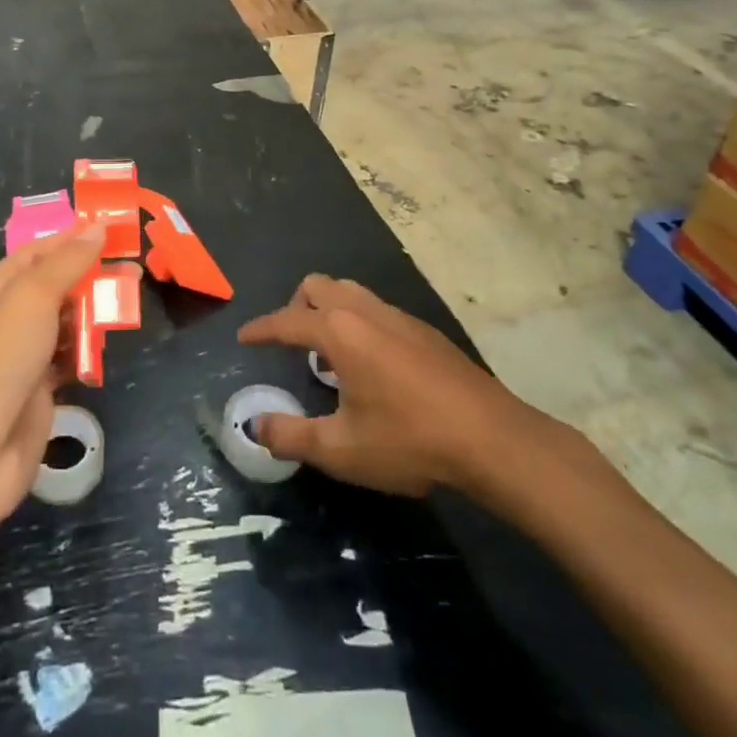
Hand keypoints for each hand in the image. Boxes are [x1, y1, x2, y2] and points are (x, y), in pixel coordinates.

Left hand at [0, 225, 104, 534]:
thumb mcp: (31, 299)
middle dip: (91, 278)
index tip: (115, 229)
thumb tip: (96, 227)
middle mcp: (6, 319)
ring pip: (65, 325)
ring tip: (128, 306)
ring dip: (93, 316)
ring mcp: (21, 359)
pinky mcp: (37, 394)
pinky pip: (68, 362)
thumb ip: (66, 263)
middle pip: (55, 287)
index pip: (39, 252)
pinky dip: (87, 355)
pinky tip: (106, 351)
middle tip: (134, 271)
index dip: (73, 238)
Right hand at [238, 274, 576, 509]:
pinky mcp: (424, 330)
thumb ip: (291, 436)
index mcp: (339, 331)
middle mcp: (365, 311)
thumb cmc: (409, 440)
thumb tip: (254, 425)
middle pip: (317, 286)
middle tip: (291, 343)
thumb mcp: (341, 449)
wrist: (491, 438)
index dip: (261, 329)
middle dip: (296, 307)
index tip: (244, 337)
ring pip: (350, 292)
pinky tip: (371, 366)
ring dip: (329, 311)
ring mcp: (398, 316)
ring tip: (328, 354)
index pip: (287, 320)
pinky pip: (376, 309)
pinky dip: (358, 323)